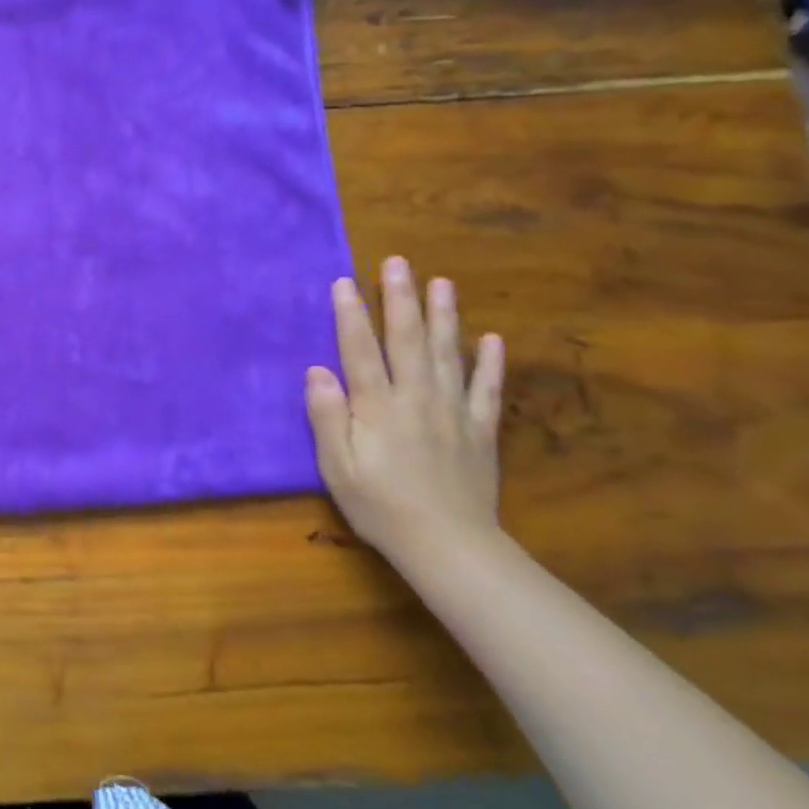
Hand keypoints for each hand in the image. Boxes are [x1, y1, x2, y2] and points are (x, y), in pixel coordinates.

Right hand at [304, 256, 505, 562]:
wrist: (449, 546)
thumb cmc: (380, 506)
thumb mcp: (337, 467)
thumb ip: (327, 417)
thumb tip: (317, 371)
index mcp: (378, 407)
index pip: (361, 350)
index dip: (351, 315)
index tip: (344, 281)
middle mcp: (417, 399)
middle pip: (408, 341)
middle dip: (400, 299)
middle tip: (398, 262)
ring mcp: (454, 412)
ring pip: (449, 354)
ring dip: (444, 316)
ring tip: (441, 283)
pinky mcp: (480, 431)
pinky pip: (487, 389)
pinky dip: (490, 362)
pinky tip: (492, 338)